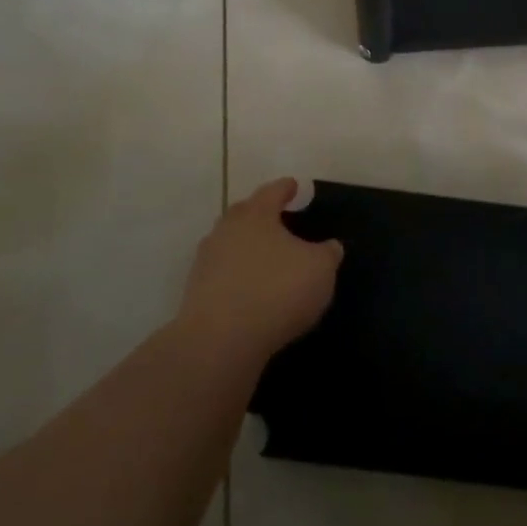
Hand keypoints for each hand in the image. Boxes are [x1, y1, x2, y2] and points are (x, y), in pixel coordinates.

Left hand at [177, 178, 343, 360]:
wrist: (220, 340)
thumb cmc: (277, 290)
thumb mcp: (320, 269)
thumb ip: (328, 253)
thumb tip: (330, 246)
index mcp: (256, 215)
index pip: (272, 192)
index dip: (286, 188)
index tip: (294, 185)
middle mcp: (226, 230)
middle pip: (244, 214)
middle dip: (261, 214)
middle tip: (279, 218)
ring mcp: (207, 261)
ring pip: (230, 244)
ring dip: (247, 247)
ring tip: (267, 257)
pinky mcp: (196, 292)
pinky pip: (223, 273)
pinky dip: (238, 275)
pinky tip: (253, 289)